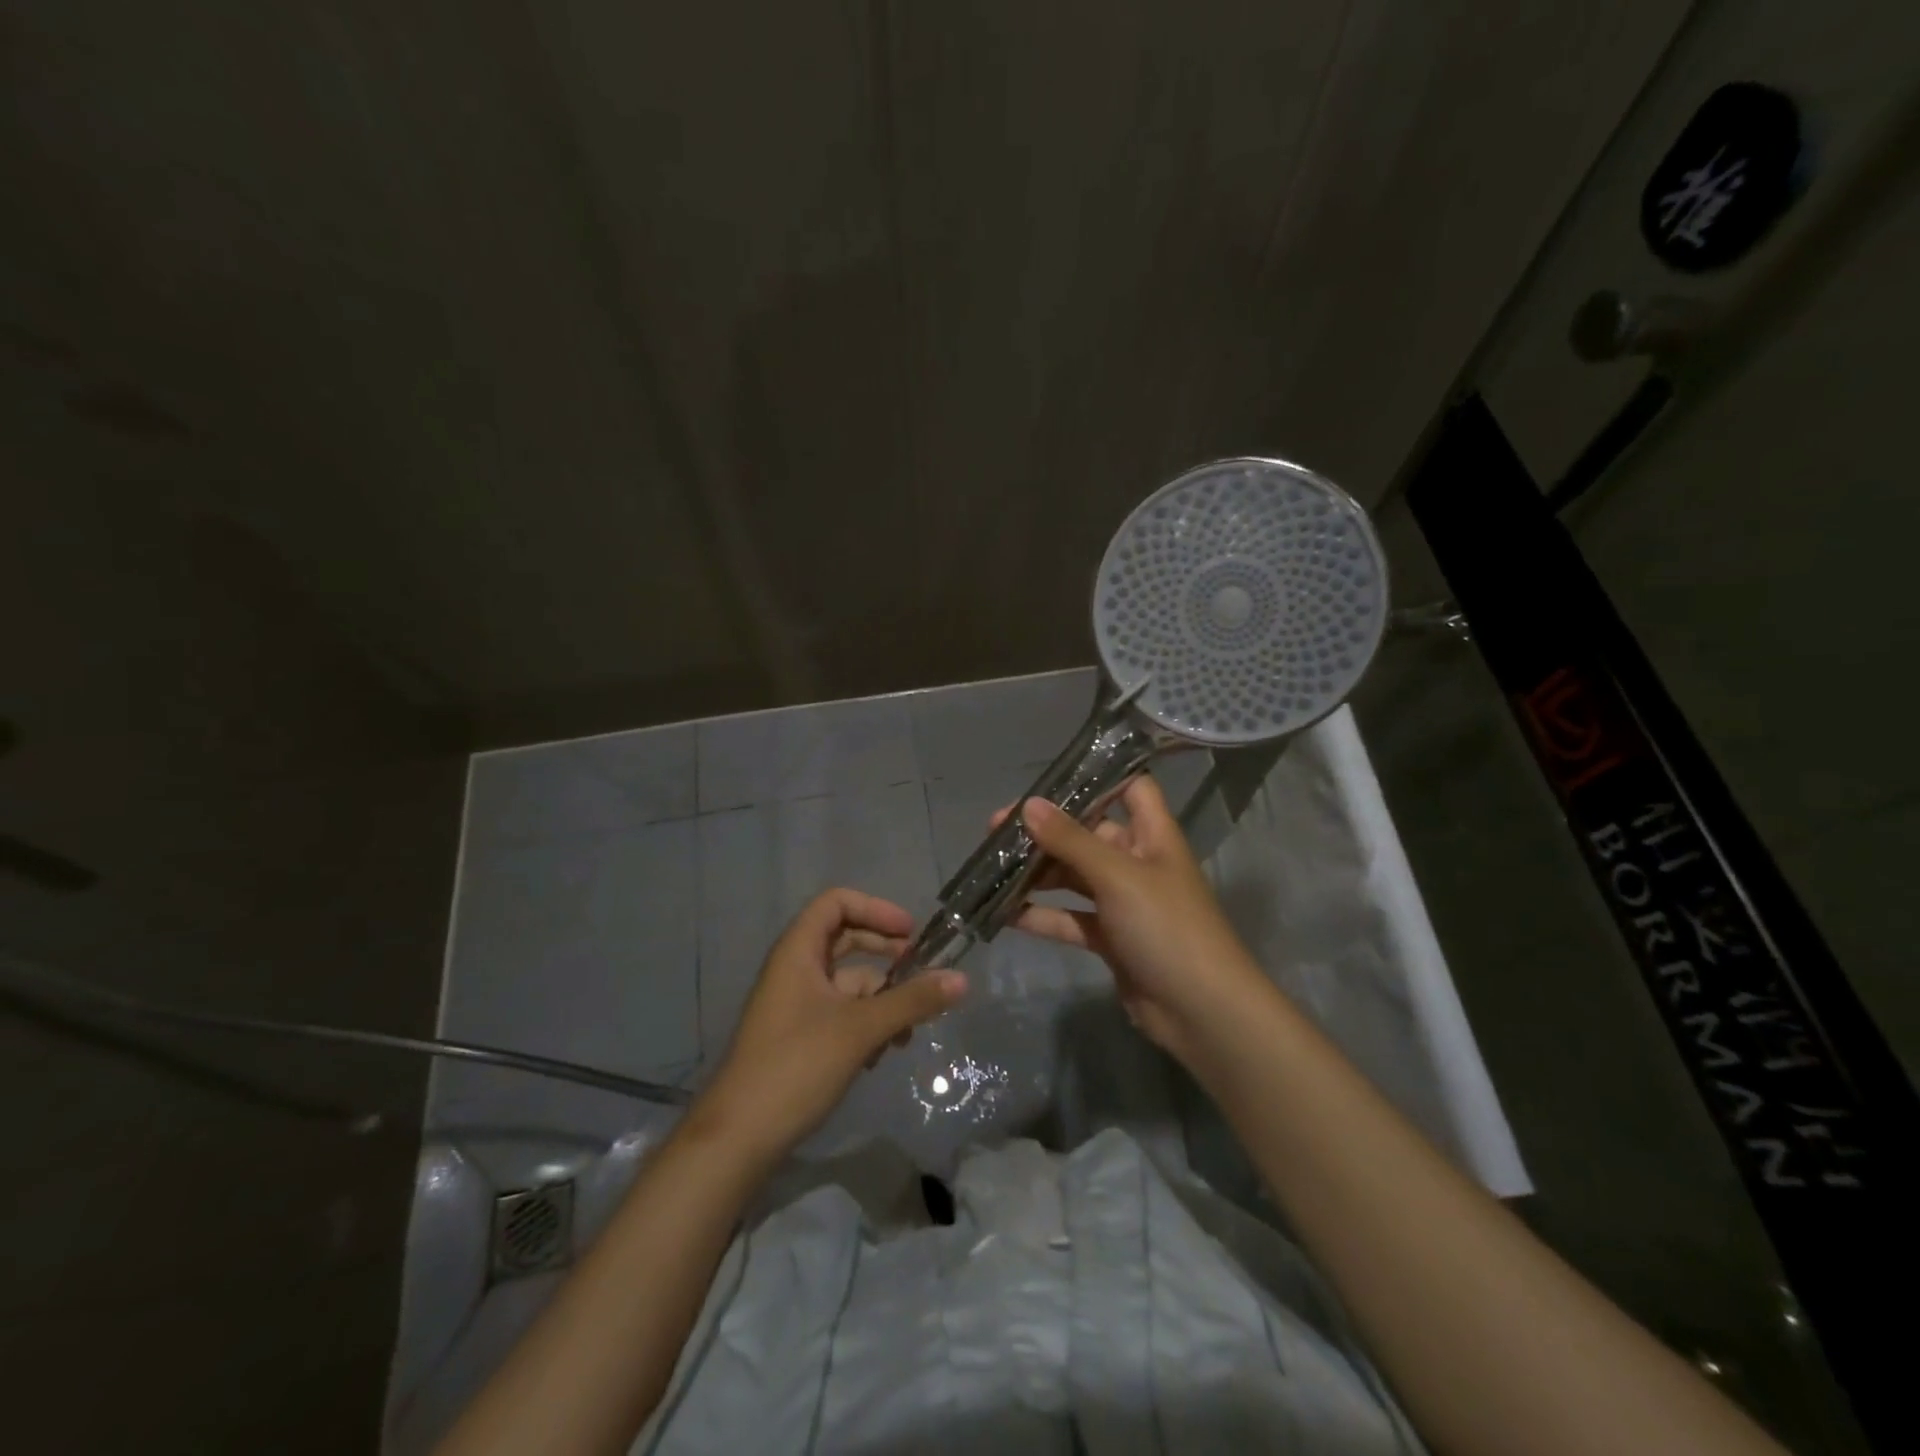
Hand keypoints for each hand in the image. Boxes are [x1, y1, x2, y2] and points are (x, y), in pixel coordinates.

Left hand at [697, 888, 966, 1161]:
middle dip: (886, 955)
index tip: (910, 933)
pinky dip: (867, 1023)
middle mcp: (795, 969)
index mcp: (798, 951)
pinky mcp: (801, 1036)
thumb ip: (912, 1000)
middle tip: (922, 973)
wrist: (739, 1138)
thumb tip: (963, 979)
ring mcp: (797, 1004)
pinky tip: (883, 1054)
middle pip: (846, 940)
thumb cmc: (796, 1065)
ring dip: (882, 998)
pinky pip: (842, 1012)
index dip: (875, 909)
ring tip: (908, 1032)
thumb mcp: (861, 1029)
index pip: (836, 903)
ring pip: (849, 983)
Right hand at [998, 776, 1264, 1066]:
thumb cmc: (1167, 928)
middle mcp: (1137, 862)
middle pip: (1088, 834)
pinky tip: (1004, 913)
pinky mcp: (1110, 939)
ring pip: (1073, 877)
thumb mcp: (1118, 876)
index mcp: (1152, 835)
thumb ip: (1071, 840)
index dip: (1096, 778)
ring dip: (1037, 873)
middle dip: (1045, 831)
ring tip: (990, 868)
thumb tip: (1028, 805)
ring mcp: (1123, 903)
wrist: (1202, 1013)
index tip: (1049, 780)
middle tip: (994, 832)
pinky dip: (1041, 915)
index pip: (1130, 789)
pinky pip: (1069, 918)